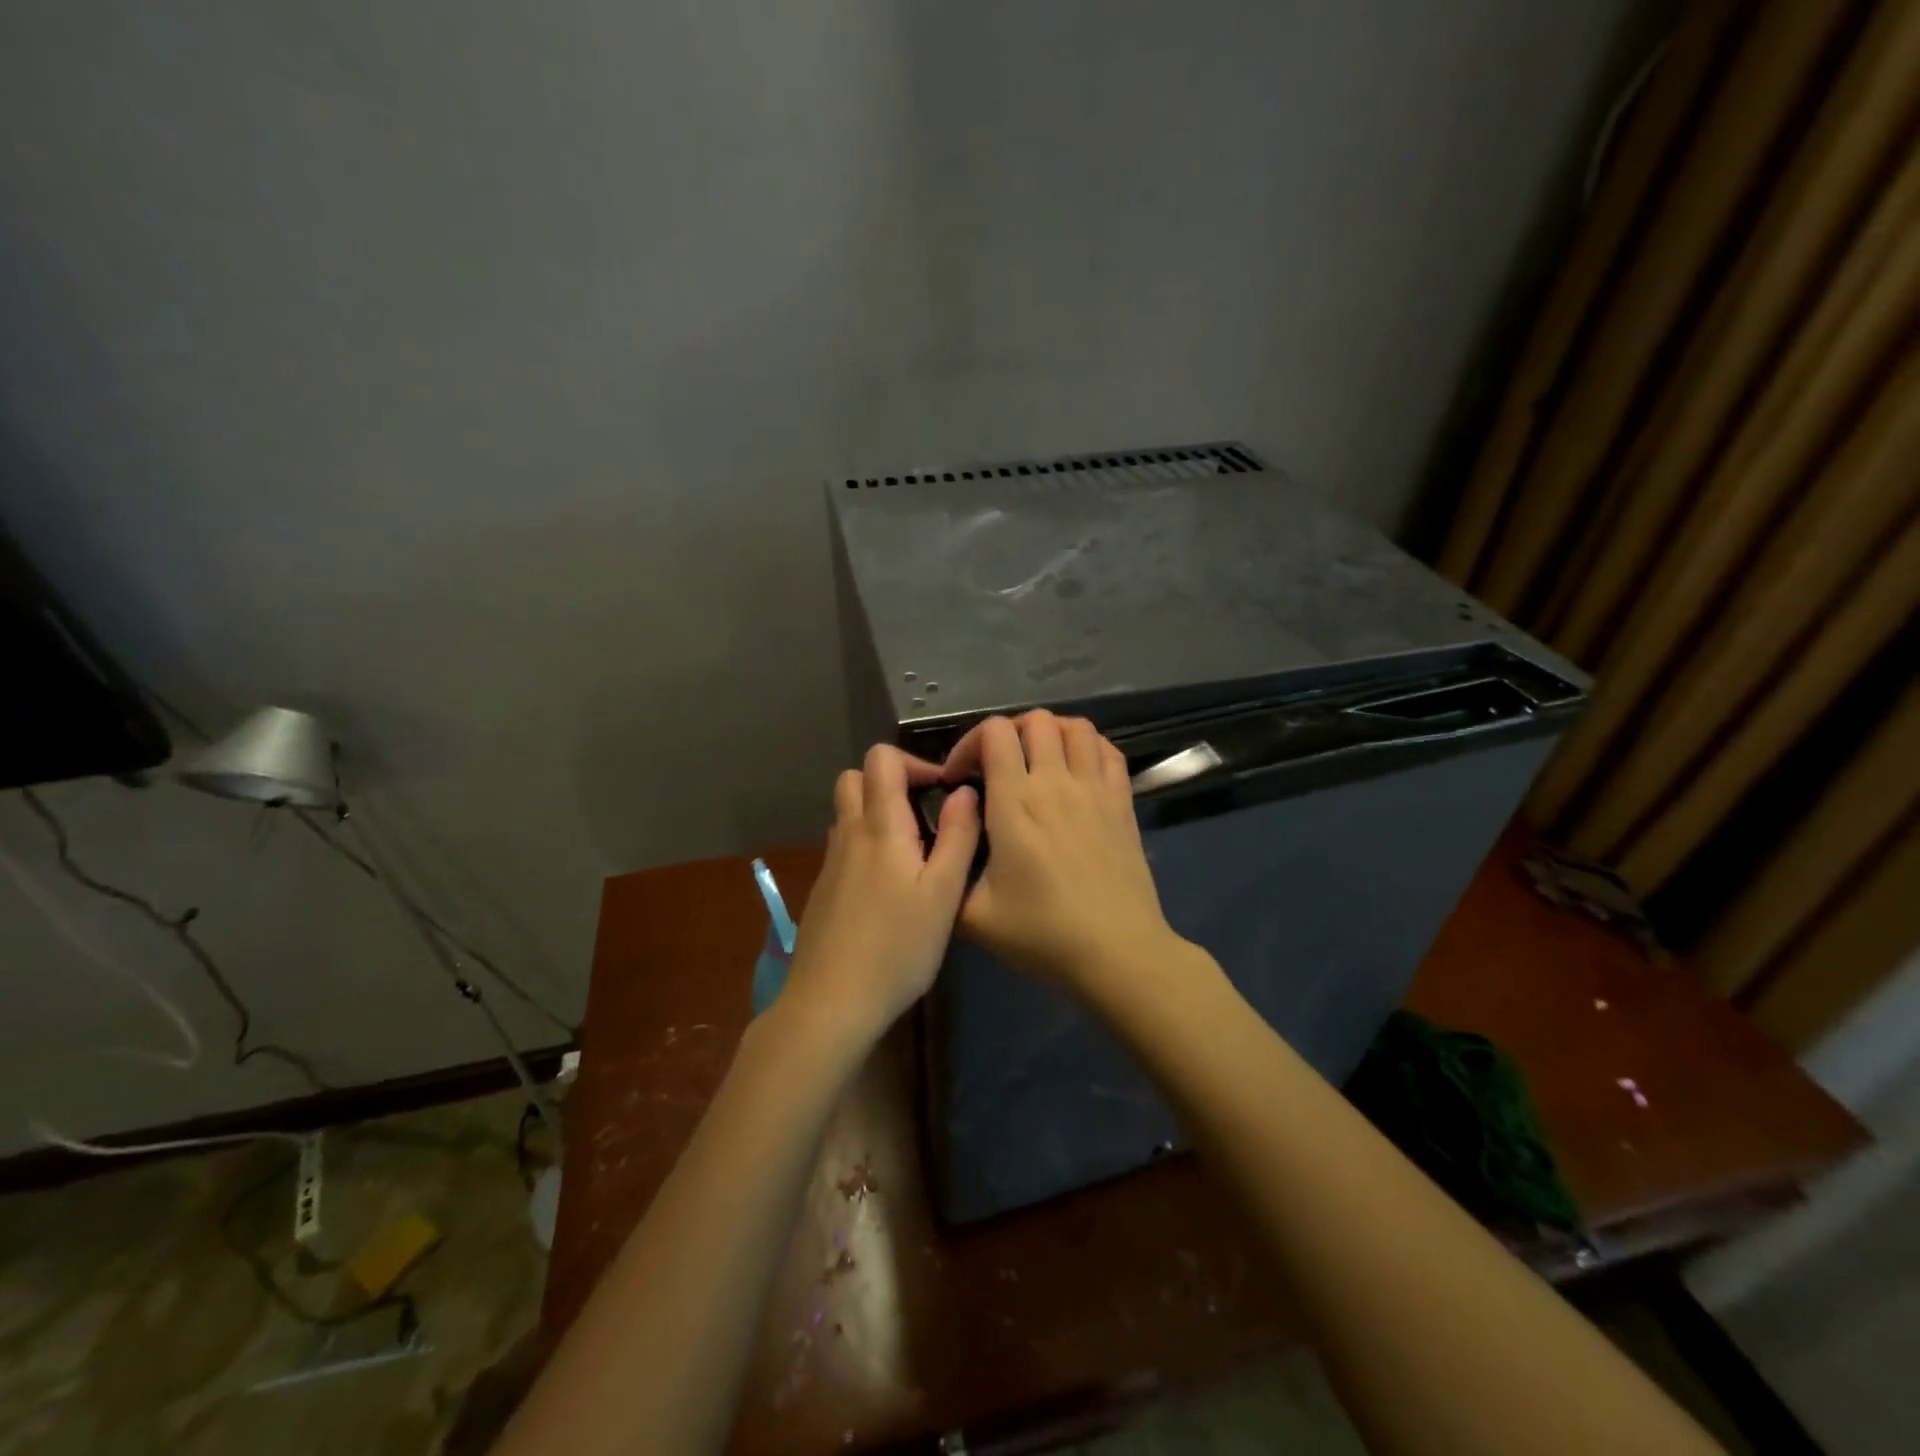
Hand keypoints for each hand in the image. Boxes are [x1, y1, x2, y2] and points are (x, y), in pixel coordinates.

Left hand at [781, 744, 980, 1046]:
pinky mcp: (824, 887)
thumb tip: (965, 792)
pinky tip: (891, 884)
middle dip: (891, 781)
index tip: (943, 790)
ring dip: (878, 811)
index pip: (881, 758)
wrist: (831, 1001)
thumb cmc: (897, 947)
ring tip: (914, 848)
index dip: (914, 762)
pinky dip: (867, 841)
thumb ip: (958, 836)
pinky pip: (845, 843)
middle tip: (925, 812)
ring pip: (848, 811)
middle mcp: (849, 833)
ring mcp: (831, 861)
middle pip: (855, 777)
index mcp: (879, 826)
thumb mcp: (943, 894)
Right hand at [943, 712, 1182, 993]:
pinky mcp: (1123, 802)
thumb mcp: (974, 916)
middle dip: (1008, 733)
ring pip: (1076, 727)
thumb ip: (949, 872)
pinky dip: (1089, 747)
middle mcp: (1056, 782)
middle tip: (997, 767)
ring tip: (1036, 761)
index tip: (960, 778)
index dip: (970, 743)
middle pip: (1036, 720)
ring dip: (1051, 733)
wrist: (1116, 952)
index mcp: (1015, 803)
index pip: (994, 733)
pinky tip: (1076, 770)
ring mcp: (1095, 789)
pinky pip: (1109, 751)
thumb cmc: (1042, 934)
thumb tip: (944, 842)